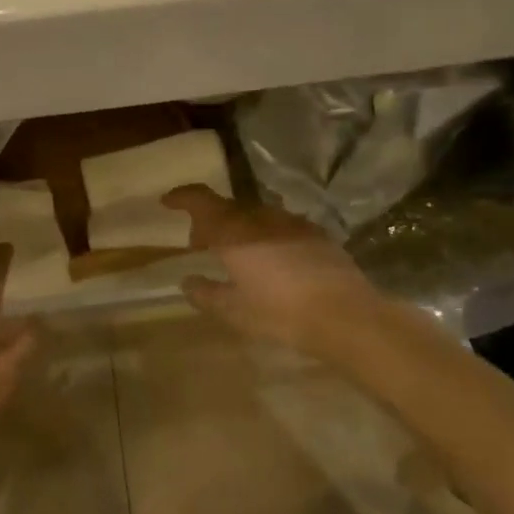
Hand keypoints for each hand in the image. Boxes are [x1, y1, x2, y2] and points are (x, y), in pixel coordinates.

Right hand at [163, 185, 389, 357]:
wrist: (346, 316)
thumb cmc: (280, 313)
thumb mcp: (233, 311)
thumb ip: (205, 293)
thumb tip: (188, 281)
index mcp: (233, 231)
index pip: (200, 199)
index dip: (181, 197)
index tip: (167, 202)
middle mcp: (260, 217)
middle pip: (227, 207)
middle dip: (209, 221)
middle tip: (200, 245)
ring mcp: (292, 223)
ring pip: (255, 216)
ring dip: (238, 228)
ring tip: (236, 255)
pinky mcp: (316, 234)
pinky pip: (279, 227)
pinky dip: (265, 236)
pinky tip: (271, 262)